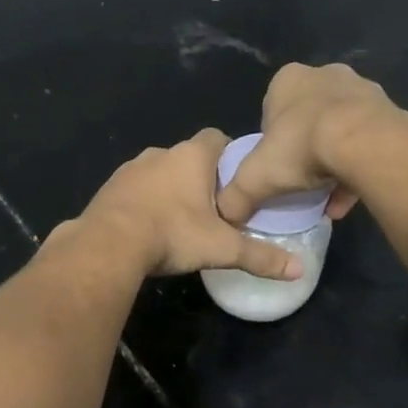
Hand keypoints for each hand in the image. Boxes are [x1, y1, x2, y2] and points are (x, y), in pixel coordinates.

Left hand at [71, 129, 303, 279]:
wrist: (108, 244)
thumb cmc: (173, 234)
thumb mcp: (222, 249)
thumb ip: (260, 256)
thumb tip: (299, 270)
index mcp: (192, 156)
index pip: (218, 137)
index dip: (230, 156)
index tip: (236, 182)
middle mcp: (161, 152)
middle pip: (189, 157)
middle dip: (202, 178)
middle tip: (214, 209)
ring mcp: (131, 168)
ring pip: (160, 173)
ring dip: (170, 190)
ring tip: (180, 222)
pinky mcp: (110, 187)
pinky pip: (135, 189)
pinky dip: (145, 202)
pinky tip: (149, 228)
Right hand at [215, 63, 407, 225]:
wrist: (365, 142)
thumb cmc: (301, 147)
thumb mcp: (255, 176)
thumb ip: (236, 194)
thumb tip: (224, 214)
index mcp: (288, 80)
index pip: (271, 110)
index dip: (271, 142)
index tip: (275, 167)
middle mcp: (326, 75)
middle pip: (308, 118)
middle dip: (305, 149)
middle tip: (301, 180)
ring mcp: (362, 90)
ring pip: (341, 130)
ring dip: (334, 161)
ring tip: (327, 197)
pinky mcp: (390, 110)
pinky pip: (368, 142)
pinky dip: (358, 168)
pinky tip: (350, 198)